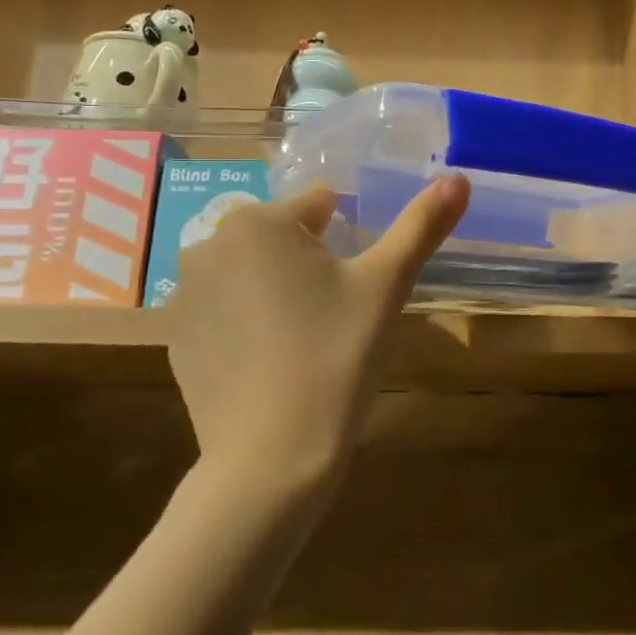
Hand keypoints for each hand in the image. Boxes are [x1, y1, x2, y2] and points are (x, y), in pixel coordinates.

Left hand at [164, 176, 468, 492]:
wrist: (271, 457)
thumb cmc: (335, 355)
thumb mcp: (386, 285)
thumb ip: (422, 225)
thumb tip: (458, 177)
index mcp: (257, 222)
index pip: (320, 206)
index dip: (349, 243)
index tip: (357, 287)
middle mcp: (208, 245)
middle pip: (283, 239)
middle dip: (312, 265)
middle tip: (337, 318)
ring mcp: (184, 296)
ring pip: (254, 275)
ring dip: (280, 293)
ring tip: (307, 344)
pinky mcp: (177, 341)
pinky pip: (227, 314)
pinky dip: (250, 326)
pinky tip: (272, 366)